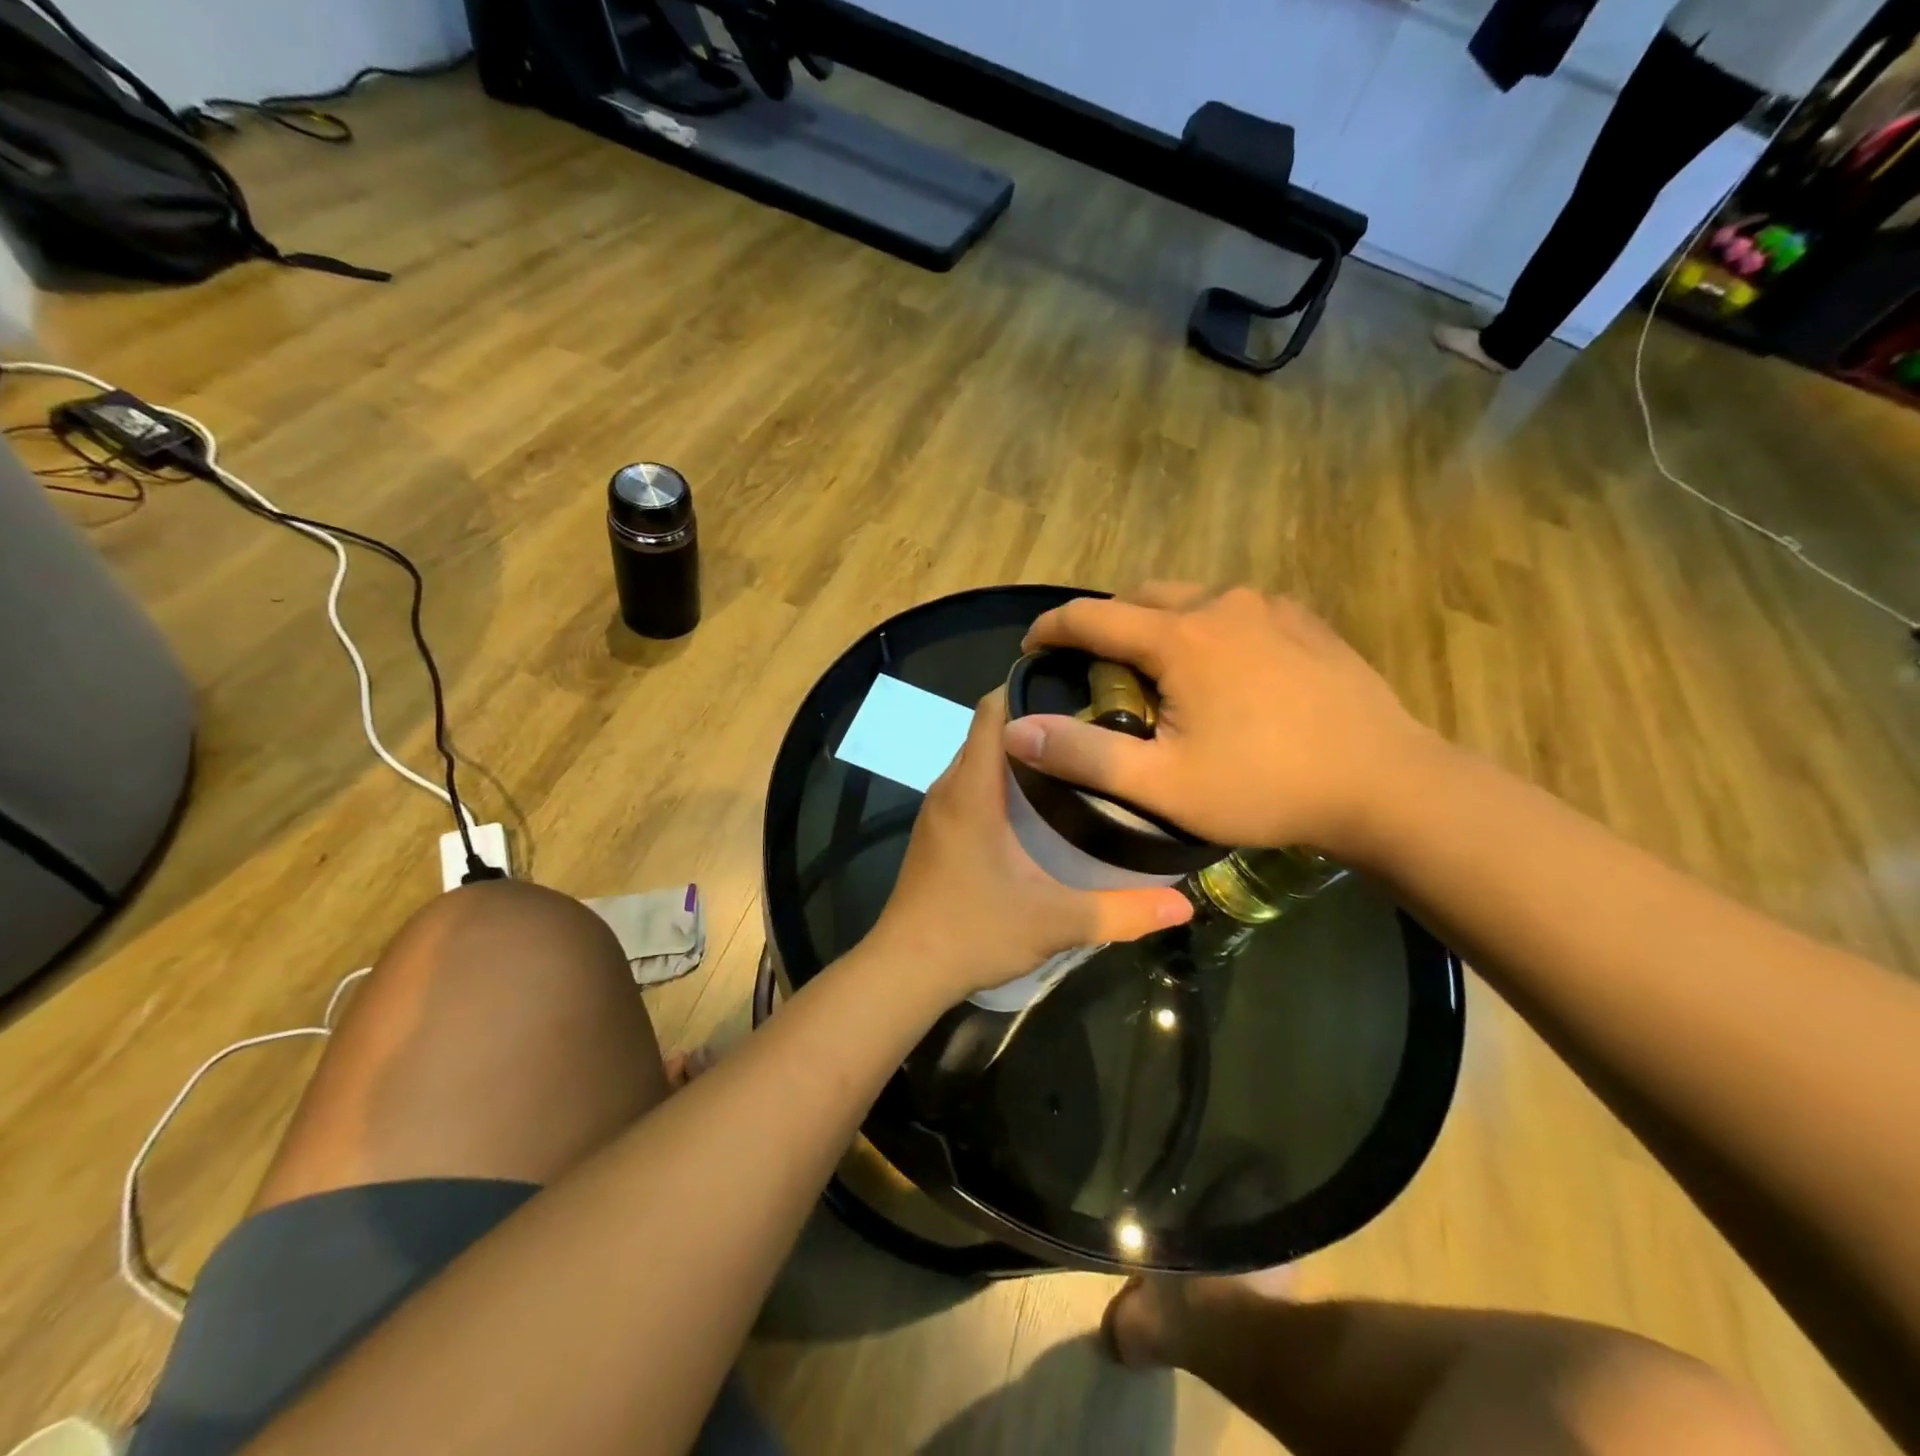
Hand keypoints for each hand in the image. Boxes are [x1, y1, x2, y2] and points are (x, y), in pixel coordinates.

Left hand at [866, 690, 1192, 1002]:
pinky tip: (1034, 807)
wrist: (905, 971)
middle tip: (1091, 727)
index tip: (1075, 686)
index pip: (992, 711)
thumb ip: (1120, 912)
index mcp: (973, 790)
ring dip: (1017, 753)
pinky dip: (998, 780)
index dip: (1028, 688)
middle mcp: (949, 788)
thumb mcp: (1055, 922)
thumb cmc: (974, 933)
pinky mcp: (935, 833)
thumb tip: (1182, 906)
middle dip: (1033, 720)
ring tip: (1071, 760)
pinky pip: (968, 786)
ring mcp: (937, 812)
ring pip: (977, 760)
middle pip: (988, 732)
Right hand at [1006, 585, 1439, 863]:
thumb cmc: (1265, 786)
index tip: (1031, 647)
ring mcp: (1271, 608)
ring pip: (1191, 599)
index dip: (1051, 628)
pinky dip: (1208, 629)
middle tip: (1099, 671)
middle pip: (1141, 597)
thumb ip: (1084, 753)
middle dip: (1108, 625)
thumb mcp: (1163, 784)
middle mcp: (1221, 604)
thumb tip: (1016, 730)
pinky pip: (1237, 611)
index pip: (1092, 617)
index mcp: (1179, 637)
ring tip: (1161, 673)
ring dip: (1160, 625)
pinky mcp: (1306, 622)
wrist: (1387, 785)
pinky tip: (1225, 672)